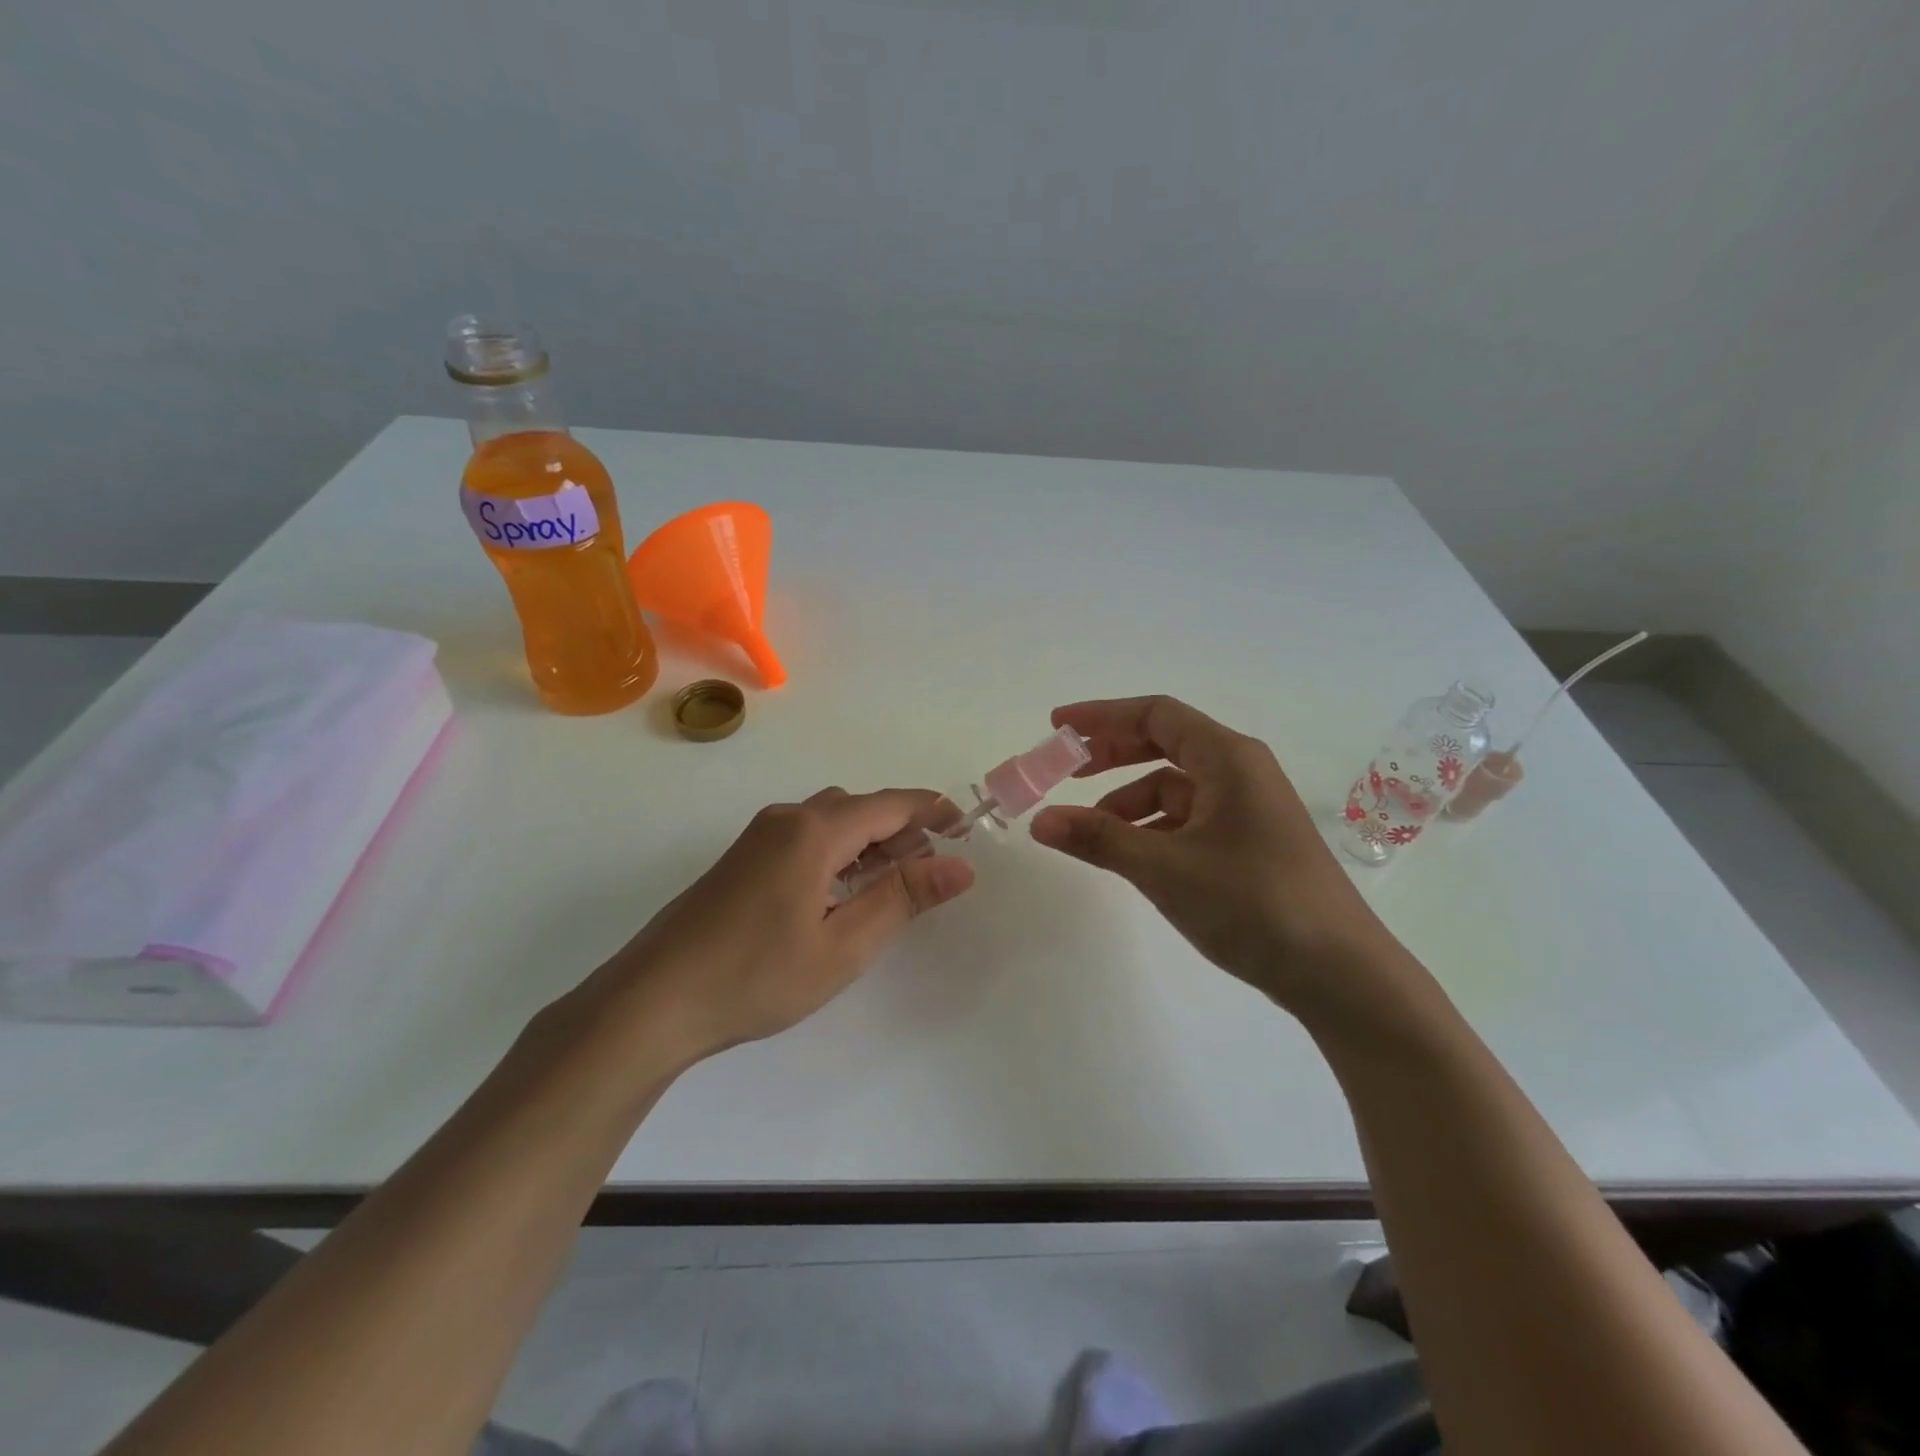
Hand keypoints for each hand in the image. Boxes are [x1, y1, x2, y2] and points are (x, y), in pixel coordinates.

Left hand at [589, 788, 974, 1062]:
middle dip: (903, 829)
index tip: (967, 829)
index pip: (891, 804)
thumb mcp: (844, 944)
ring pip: (831, 821)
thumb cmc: (757, 975)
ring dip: (870, 841)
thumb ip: (904, 897)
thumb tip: (961, 866)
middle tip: (933, 868)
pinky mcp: (743, 859)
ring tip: (895, 882)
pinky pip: (805, 837)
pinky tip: (842, 892)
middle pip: (861, 808)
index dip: (933, 812)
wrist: (654, 1000)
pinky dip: (839, 852)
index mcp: (814, 831)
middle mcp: (787, 819)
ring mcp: (759, 837)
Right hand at [1030, 695, 1414, 1021]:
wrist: (1340, 973)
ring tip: (1089, 830)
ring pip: (1175, 787)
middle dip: (1111, 754)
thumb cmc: (1253, 903)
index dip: (1101, 716)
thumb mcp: (1165, 869)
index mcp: (1228, 758)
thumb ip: (1100, 839)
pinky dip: (1154, 828)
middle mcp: (1240, 771)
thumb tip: (1039, 821)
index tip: (1058, 728)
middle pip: (1164, 743)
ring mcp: (1248, 808)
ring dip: (1128, 800)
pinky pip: (1190, 819)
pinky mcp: (1250, 842)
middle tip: (1065, 771)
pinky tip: (1132, 855)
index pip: (1155, 714)